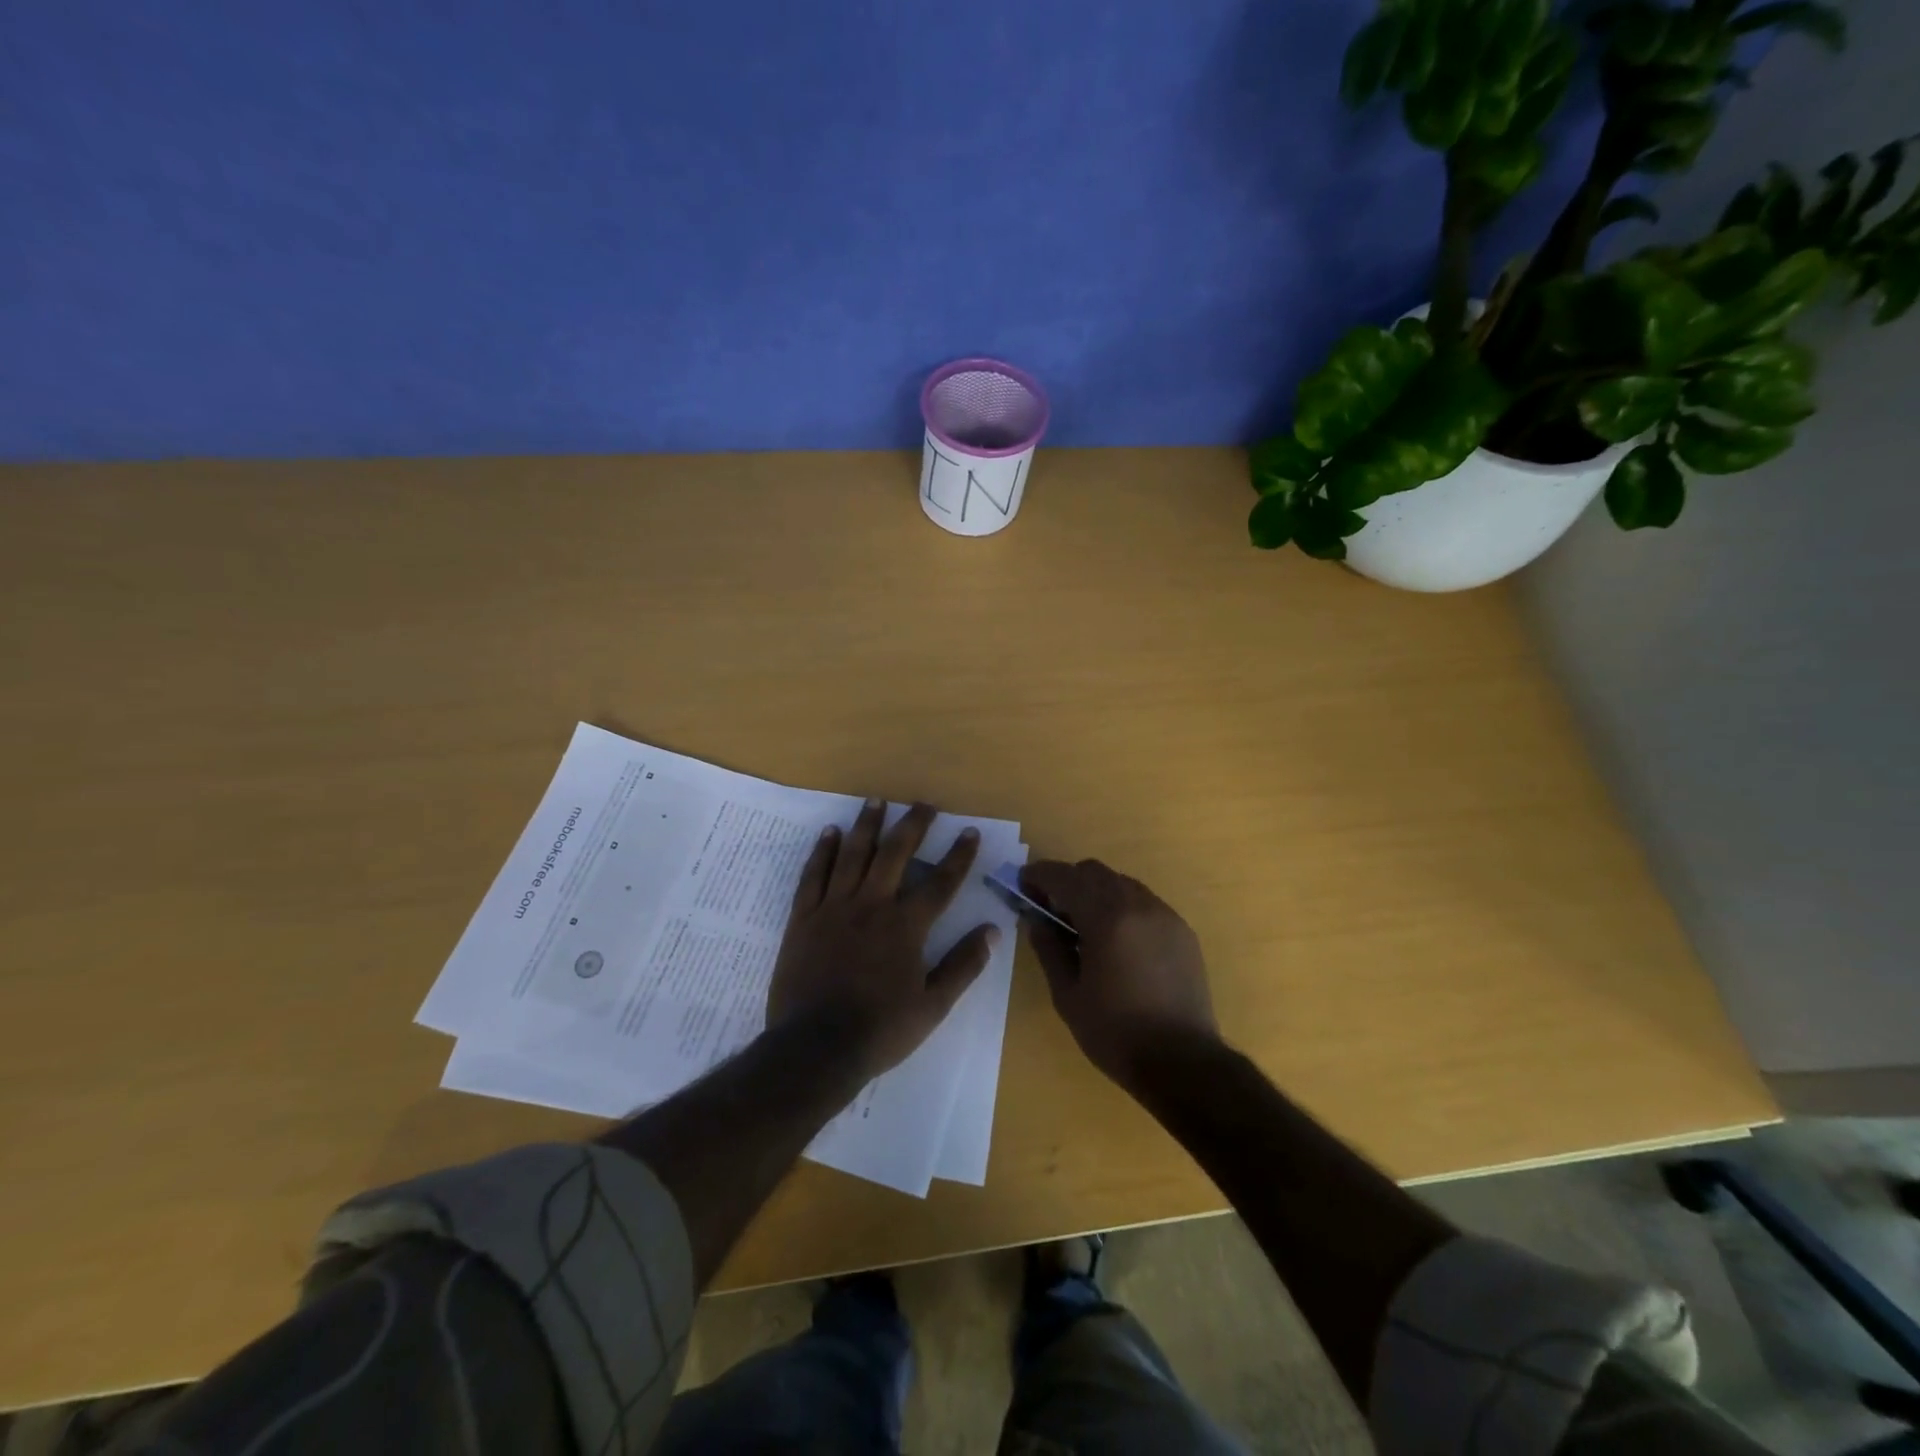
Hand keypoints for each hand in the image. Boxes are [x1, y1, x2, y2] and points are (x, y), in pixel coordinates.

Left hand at [767, 799, 998, 1080]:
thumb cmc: (881, 1029)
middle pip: (895, 854)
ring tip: (876, 801)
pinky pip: (814, 875)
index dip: (958, 856)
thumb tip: (992, 931)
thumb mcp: (933, 1005)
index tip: (968, 832)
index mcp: (906, 926)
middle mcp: (872, 905)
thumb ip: (963, 965)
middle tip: (923, 804)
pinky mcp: (804, 918)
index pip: (940, 882)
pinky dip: (823, 852)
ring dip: (867, 825)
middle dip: (913, 826)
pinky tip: (831, 833)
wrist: (816, 1047)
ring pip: (853, 855)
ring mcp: (834, 908)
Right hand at [1020, 859, 1218, 1089]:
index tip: (1023, 883)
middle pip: (1094, 871)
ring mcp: (1164, 915)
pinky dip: (1122, 906)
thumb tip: (1036, 920)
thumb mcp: (1067, 995)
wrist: (1183, 1063)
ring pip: (1121, 882)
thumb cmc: (1115, 1033)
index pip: (1064, 877)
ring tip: (1083, 925)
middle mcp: (1138, 905)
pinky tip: (1116, 939)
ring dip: (1096, 892)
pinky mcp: (1182, 931)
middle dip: (1067, 881)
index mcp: (1106, 918)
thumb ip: (1048, 949)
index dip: (1039, 875)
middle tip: (1050, 908)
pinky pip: (1144, 902)